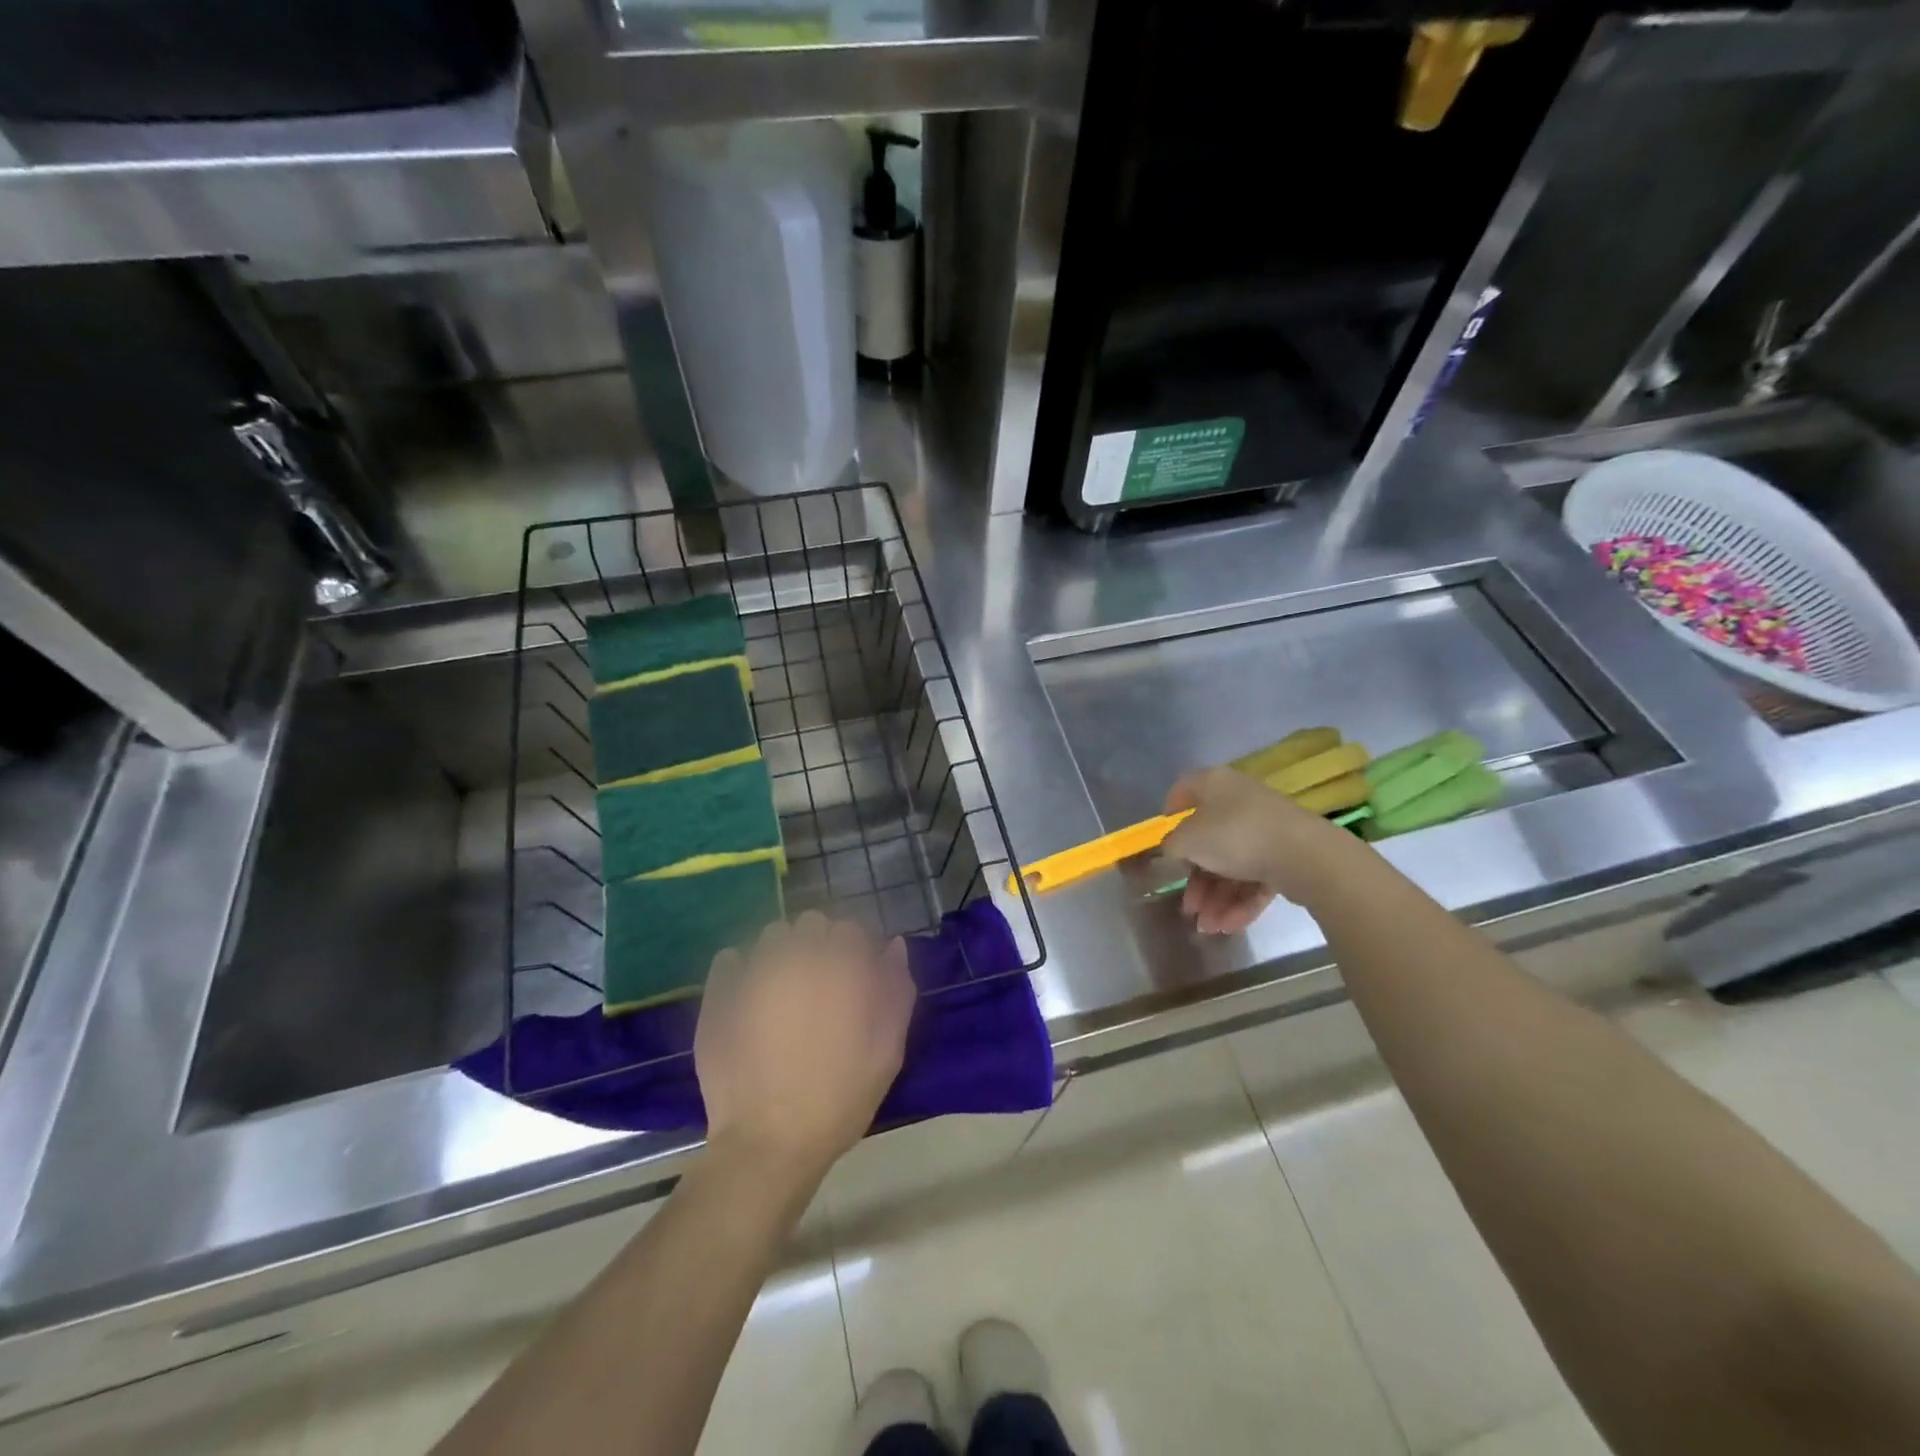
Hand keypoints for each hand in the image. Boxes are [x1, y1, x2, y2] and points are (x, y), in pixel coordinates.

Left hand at [695, 912, 914, 1184]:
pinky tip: (749, 996)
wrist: (770, 1143)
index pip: (850, 929)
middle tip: (821, 985)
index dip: (855, 951)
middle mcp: (798, 957)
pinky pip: (730, 958)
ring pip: (772, 936)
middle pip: (811, 923)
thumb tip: (893, 945)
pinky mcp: (720, 994)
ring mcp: (754, 972)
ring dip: (783, 951)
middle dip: (819, 945)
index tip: (854, 978)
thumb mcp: (888, 1050)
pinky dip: (741, 968)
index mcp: (841, 967)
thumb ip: (896, 990)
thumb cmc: (840, 1098)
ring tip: (784, 990)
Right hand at [1161, 767, 1344, 933]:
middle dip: (1196, 880)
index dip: (1170, 814)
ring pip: (1232, 865)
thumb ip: (1171, 845)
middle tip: (1189, 907)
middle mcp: (1239, 802)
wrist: (1304, 855)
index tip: (1165, 843)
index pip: (1184, 790)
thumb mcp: (1187, 840)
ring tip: (1208, 928)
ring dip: (1216, 898)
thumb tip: (1173, 849)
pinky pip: (1256, 878)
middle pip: (1208, 840)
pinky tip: (1229, 926)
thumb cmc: (1235, 836)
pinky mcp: (1286, 856)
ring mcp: (1265, 830)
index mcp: (1214, 785)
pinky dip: (1240, 902)